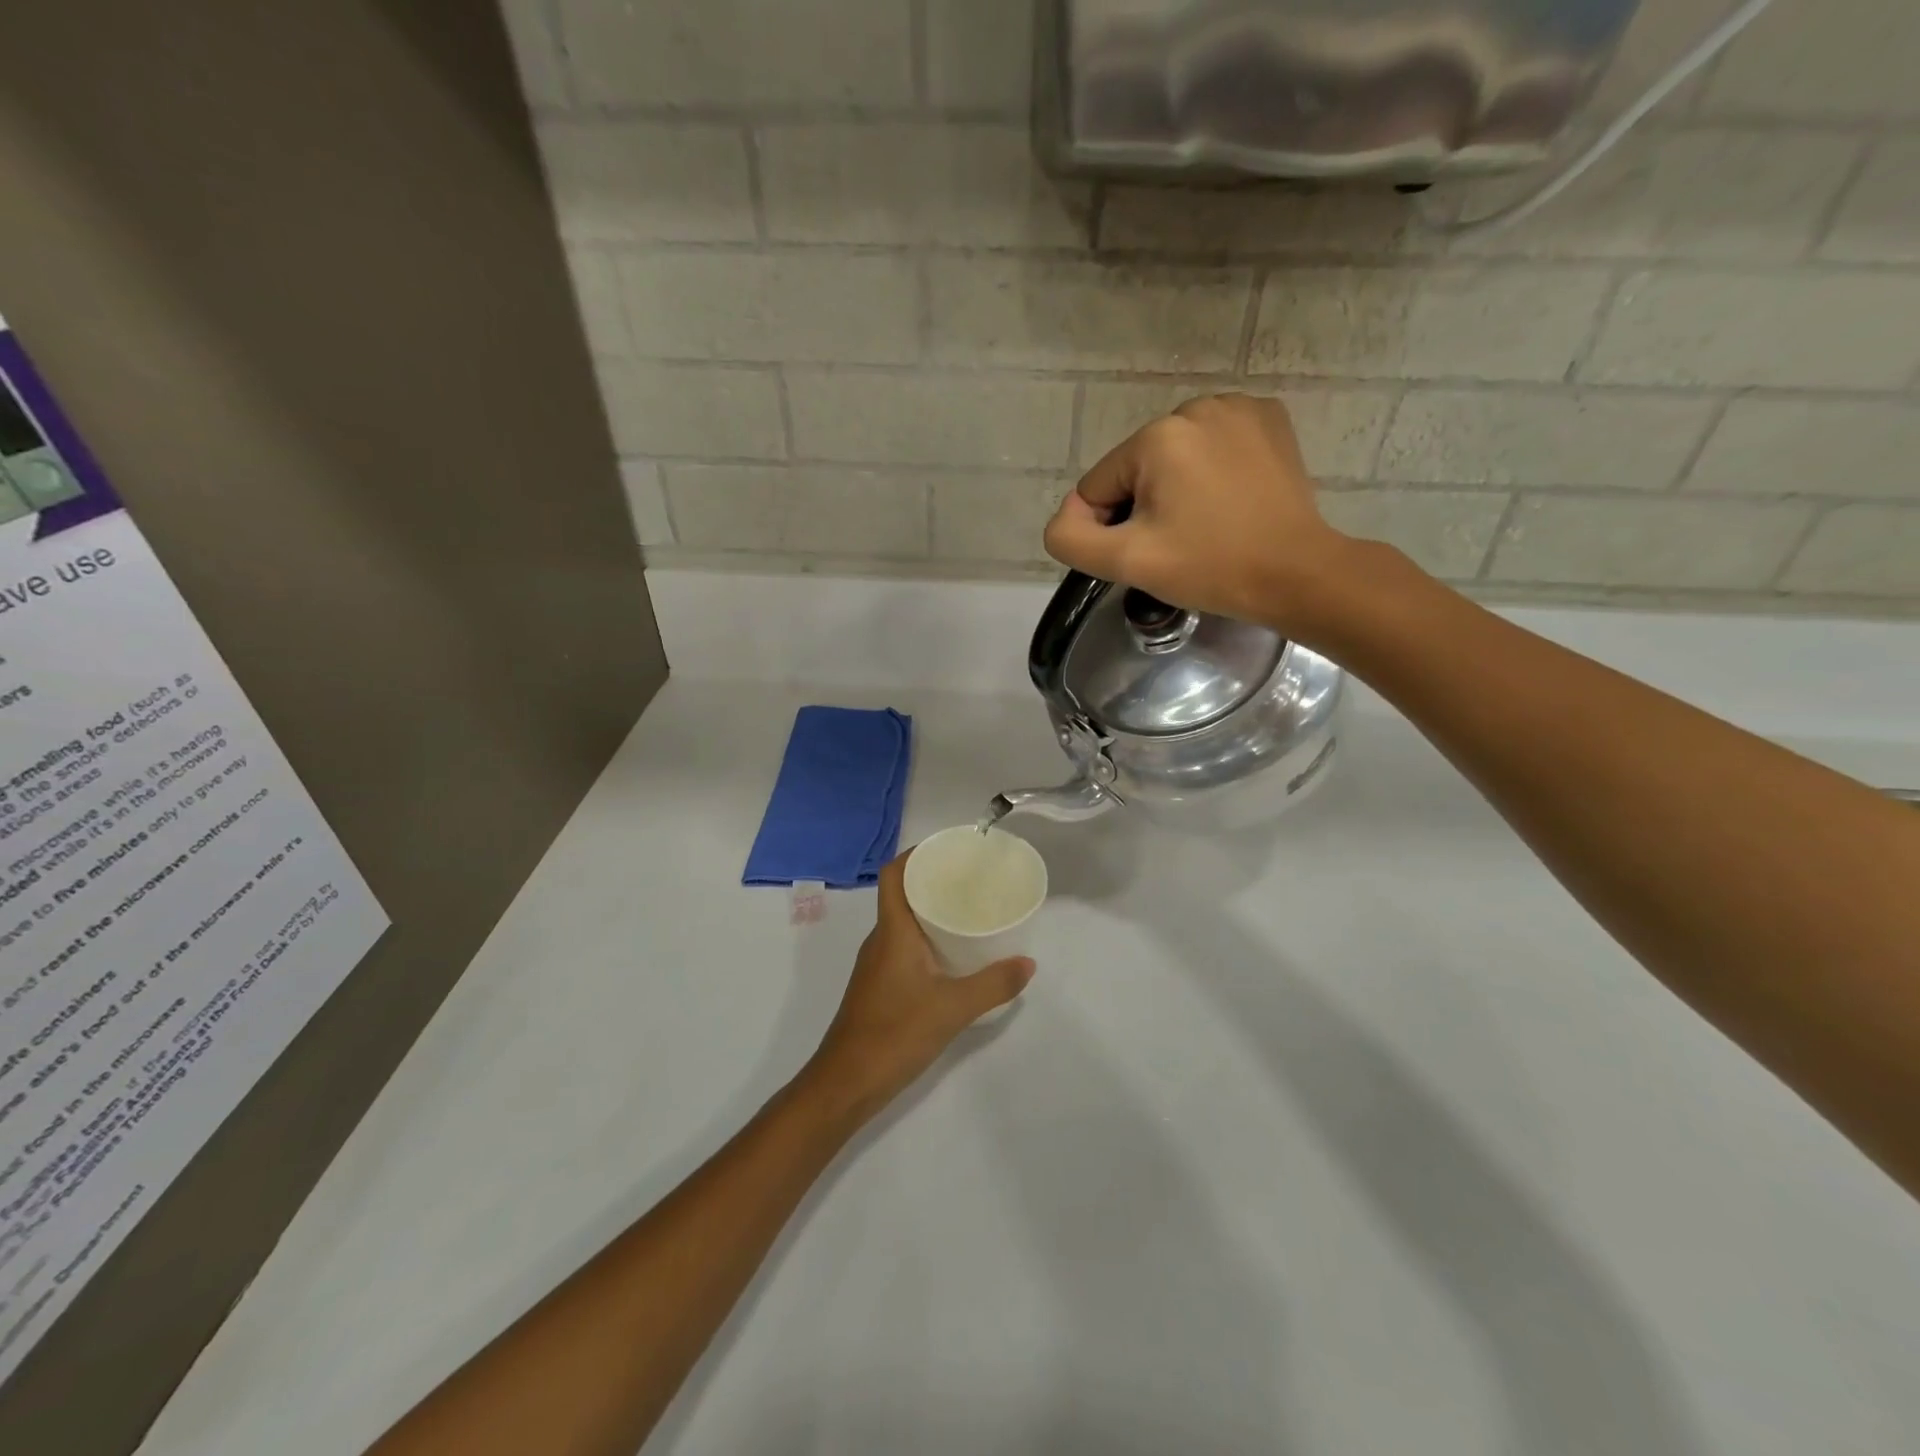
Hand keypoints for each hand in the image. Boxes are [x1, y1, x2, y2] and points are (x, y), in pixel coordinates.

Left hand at [797, 854, 1034, 1126]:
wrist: (846, 1083)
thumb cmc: (895, 1034)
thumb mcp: (953, 1009)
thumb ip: (993, 985)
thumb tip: (1028, 963)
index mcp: (892, 931)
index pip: (894, 875)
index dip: (916, 854)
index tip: (948, 849)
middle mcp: (881, 940)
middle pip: (902, 895)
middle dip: (933, 881)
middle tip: (971, 878)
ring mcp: (877, 965)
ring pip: (904, 923)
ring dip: (931, 911)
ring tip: (969, 910)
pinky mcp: (880, 986)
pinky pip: (904, 946)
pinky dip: (927, 939)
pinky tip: (953, 955)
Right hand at [1043, 393, 1361, 638]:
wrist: (1296, 573)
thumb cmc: (1209, 568)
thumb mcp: (1126, 562)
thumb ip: (1071, 539)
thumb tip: (1067, 515)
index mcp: (1156, 436)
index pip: (1099, 486)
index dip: (1113, 527)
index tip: (1151, 552)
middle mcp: (1195, 406)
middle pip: (1137, 467)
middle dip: (1147, 505)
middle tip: (1181, 542)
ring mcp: (1238, 407)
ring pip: (1174, 456)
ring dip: (1178, 487)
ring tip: (1209, 522)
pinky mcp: (1269, 419)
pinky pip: (1214, 444)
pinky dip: (1213, 469)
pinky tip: (1231, 498)